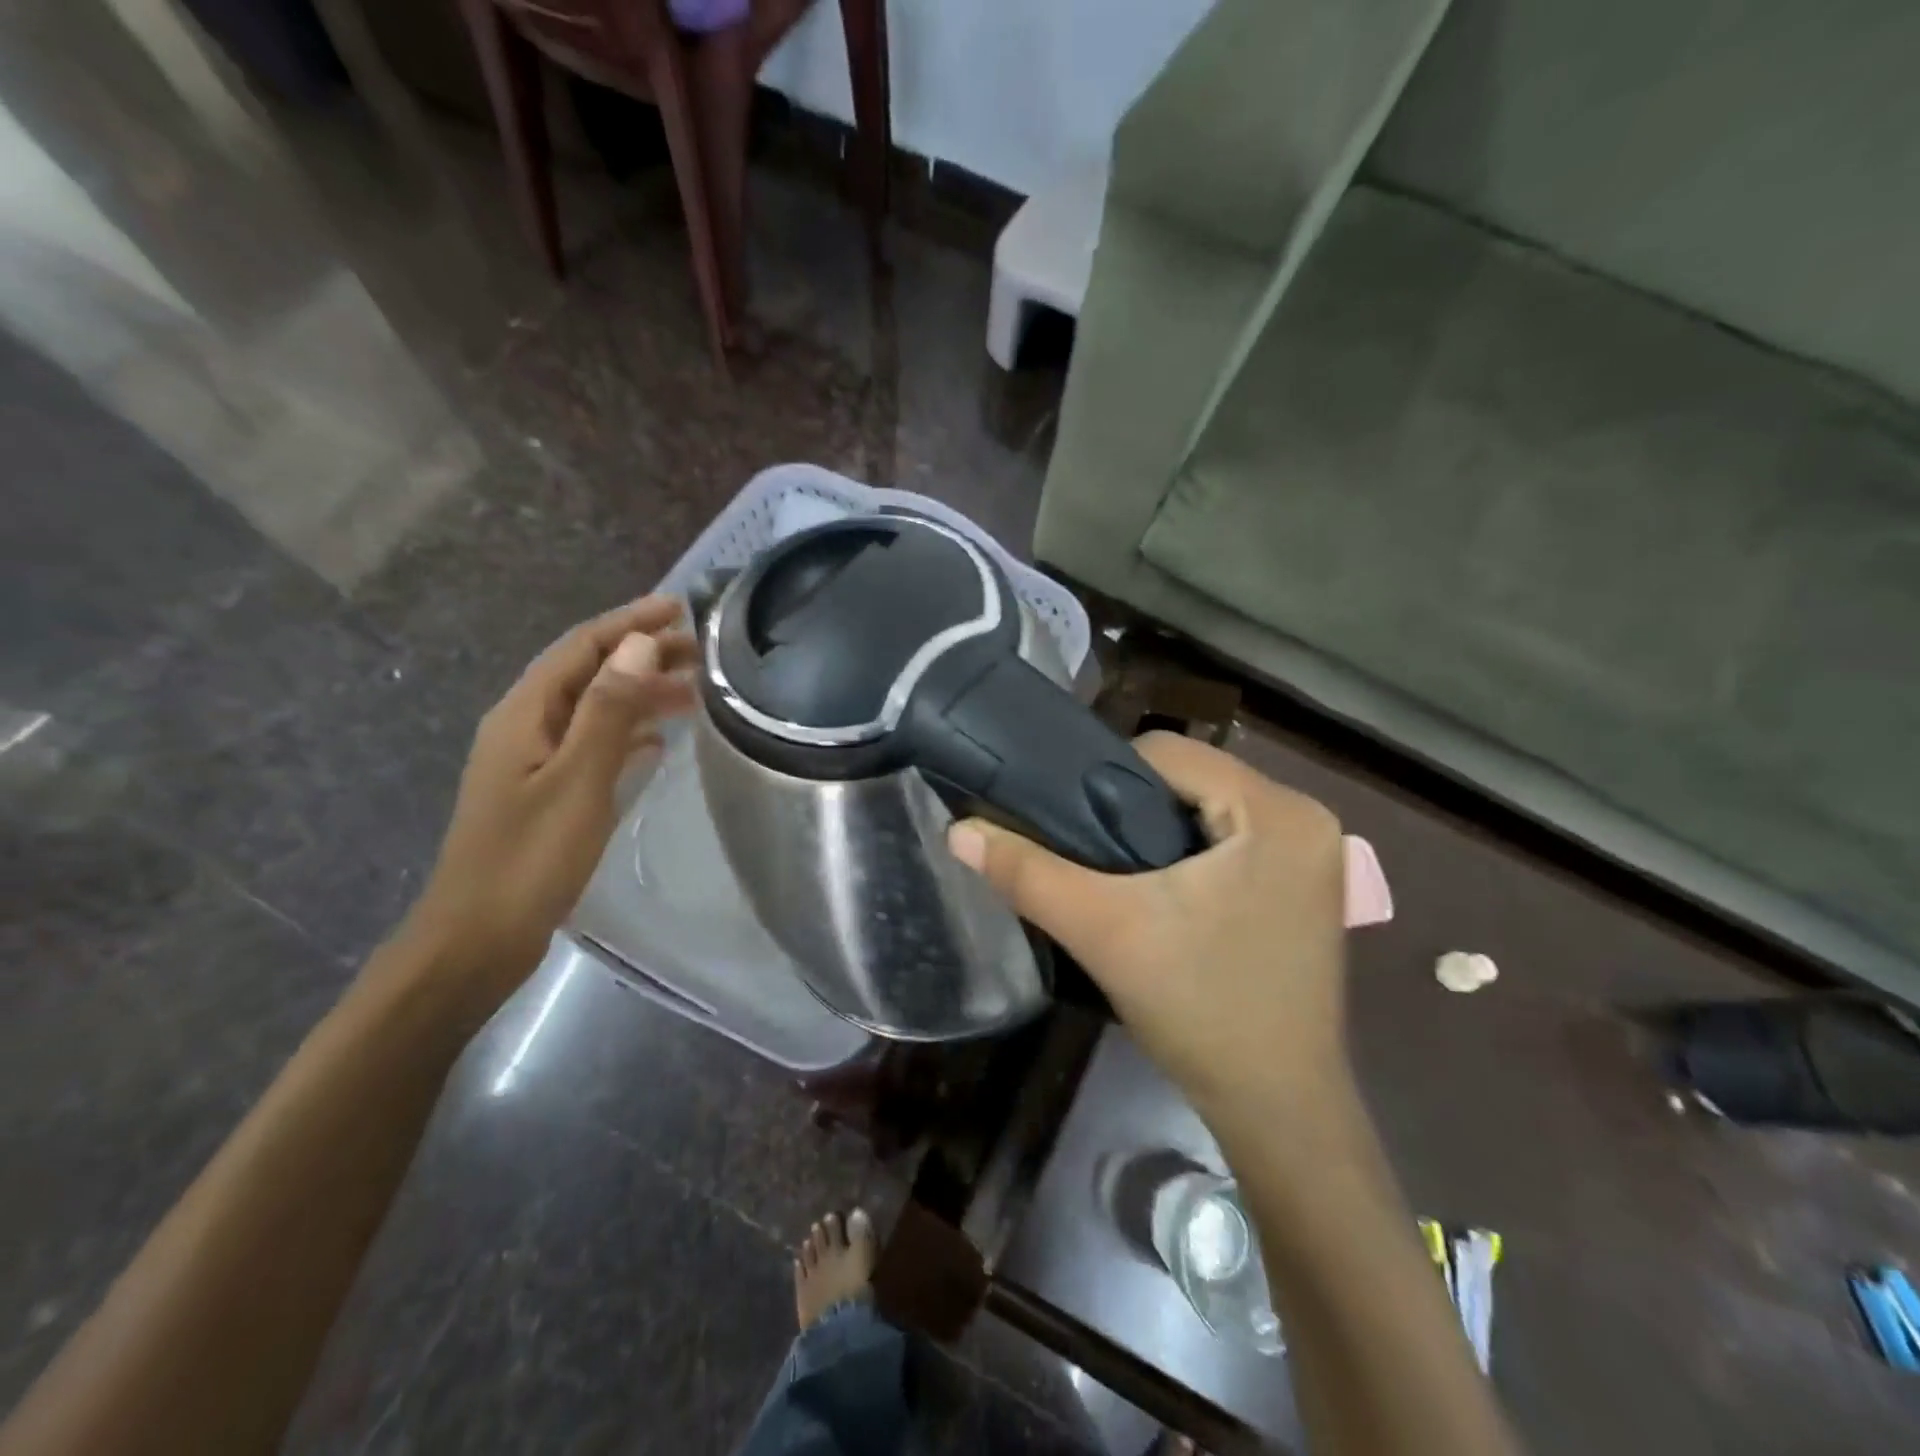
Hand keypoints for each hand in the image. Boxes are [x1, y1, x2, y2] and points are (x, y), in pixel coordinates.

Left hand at [401, 598, 696, 1012]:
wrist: (477, 939)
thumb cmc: (529, 858)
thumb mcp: (577, 780)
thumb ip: (609, 710)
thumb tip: (640, 645)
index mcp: (525, 714)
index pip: (582, 648)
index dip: (631, 623)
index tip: (681, 608)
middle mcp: (526, 726)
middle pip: (589, 673)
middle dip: (643, 656)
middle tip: (702, 654)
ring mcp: (534, 761)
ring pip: (595, 708)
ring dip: (641, 694)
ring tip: (693, 694)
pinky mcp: (546, 791)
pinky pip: (594, 743)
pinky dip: (628, 733)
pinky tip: (657, 742)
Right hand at [947, 733, 1349, 1127]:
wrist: (1276, 1109)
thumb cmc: (1199, 1008)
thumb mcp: (1104, 931)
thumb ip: (1028, 874)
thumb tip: (959, 830)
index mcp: (1276, 810)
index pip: (1168, 752)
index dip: (1105, 777)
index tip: (1071, 823)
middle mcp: (1306, 817)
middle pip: (1190, 778)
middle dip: (1132, 808)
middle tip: (1090, 855)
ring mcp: (1314, 853)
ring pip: (1208, 807)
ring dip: (1157, 831)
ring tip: (1117, 873)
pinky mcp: (1306, 885)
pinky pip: (1232, 839)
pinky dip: (1190, 853)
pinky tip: (1161, 891)